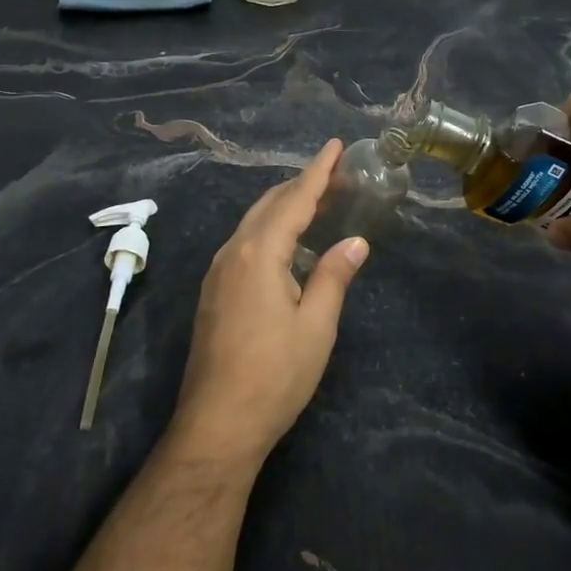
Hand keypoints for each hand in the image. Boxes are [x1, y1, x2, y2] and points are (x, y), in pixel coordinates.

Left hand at [171, 140, 369, 466]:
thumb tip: (355, 242)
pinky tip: (286, 241)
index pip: (294, 200)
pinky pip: (244, 242)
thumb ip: (333, 276)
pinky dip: (269, 228)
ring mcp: (218, 272)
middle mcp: (232, 253)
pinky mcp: (214, 292)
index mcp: (258, 254)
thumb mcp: (316, 326)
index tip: (336, 145)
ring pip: (253, 223)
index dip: (318, 172)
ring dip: (284, 206)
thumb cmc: (274, 375)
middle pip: (269, 205)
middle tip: (335, 173)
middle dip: (301, 185)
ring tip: (315, 199)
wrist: (217, 424)